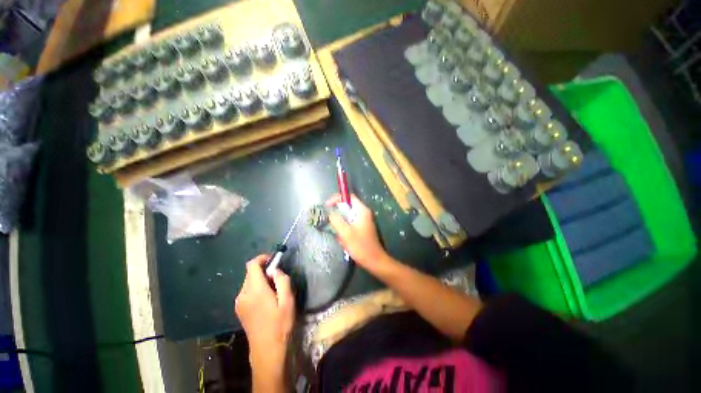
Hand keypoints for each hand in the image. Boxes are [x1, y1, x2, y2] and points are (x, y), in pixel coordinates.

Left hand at [235, 255, 294, 382]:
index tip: (274, 260)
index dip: (262, 258)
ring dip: (261, 279)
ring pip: (249, 282)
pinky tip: (266, 299)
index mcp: (255, 290)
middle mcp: (243, 294)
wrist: (267, 350)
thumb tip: (276, 270)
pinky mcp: (240, 309)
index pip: (252, 265)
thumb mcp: (287, 301)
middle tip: (278, 278)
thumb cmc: (280, 324)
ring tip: (274, 290)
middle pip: (250, 273)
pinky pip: (247, 291)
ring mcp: (239, 303)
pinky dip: (256, 288)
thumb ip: (282, 281)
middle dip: (264, 270)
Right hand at [326, 193, 389, 269]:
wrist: (374, 260)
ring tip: (339, 235)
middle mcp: (364, 213)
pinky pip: (350, 224)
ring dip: (341, 223)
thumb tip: (330, 212)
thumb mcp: (346, 232)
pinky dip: (344, 229)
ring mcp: (364, 221)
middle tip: (329, 220)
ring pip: (348, 216)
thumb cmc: (360, 246)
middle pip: (348, 206)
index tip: (327, 205)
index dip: (337, 198)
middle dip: (337, 213)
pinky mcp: (362, 228)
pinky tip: (344, 240)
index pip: (349, 197)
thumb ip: (336, 220)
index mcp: (362, 210)